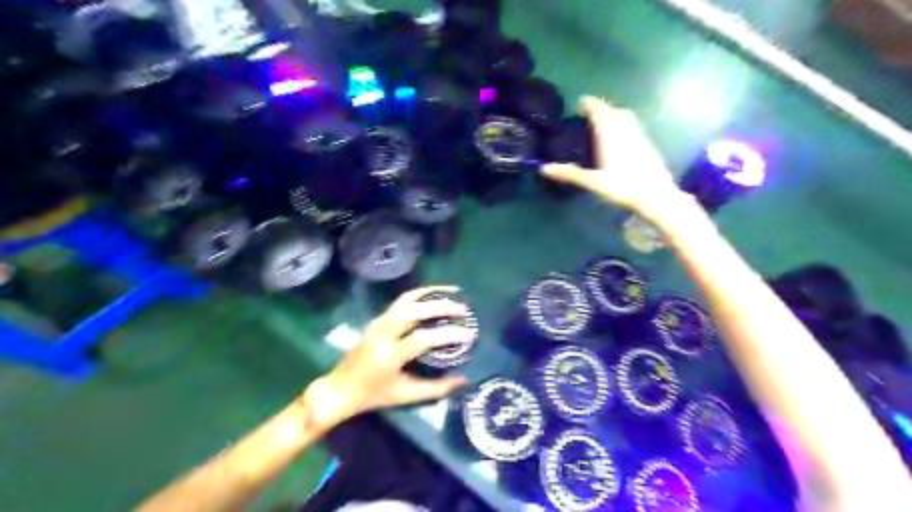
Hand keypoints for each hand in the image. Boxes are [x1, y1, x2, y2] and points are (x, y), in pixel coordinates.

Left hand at [308, 287, 478, 429]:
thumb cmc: (373, 395)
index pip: (422, 339)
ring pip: (406, 299)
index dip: (447, 335)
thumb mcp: (405, 396)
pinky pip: (401, 301)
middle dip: (441, 306)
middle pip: (413, 310)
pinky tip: (435, 295)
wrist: (340, 388)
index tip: (469, 334)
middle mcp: (382, 333)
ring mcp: (378, 322)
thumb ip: (436, 389)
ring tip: (453, 293)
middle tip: (464, 309)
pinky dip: (420, 295)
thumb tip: (464, 379)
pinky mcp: (378, 318)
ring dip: (431, 294)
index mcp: (388, 355)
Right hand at [540, 96, 682, 222]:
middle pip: (613, 111)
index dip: (589, 104)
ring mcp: (639, 136)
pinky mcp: (648, 145)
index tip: (580, 102)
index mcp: (610, 134)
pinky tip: (620, 137)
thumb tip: (543, 169)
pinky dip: (623, 124)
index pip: (599, 111)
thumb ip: (569, 173)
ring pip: (626, 117)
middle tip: (590, 112)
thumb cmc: (622, 187)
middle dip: (602, 108)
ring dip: (614, 113)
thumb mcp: (592, 182)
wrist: (656, 196)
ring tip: (604, 121)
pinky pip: (633, 126)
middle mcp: (625, 130)